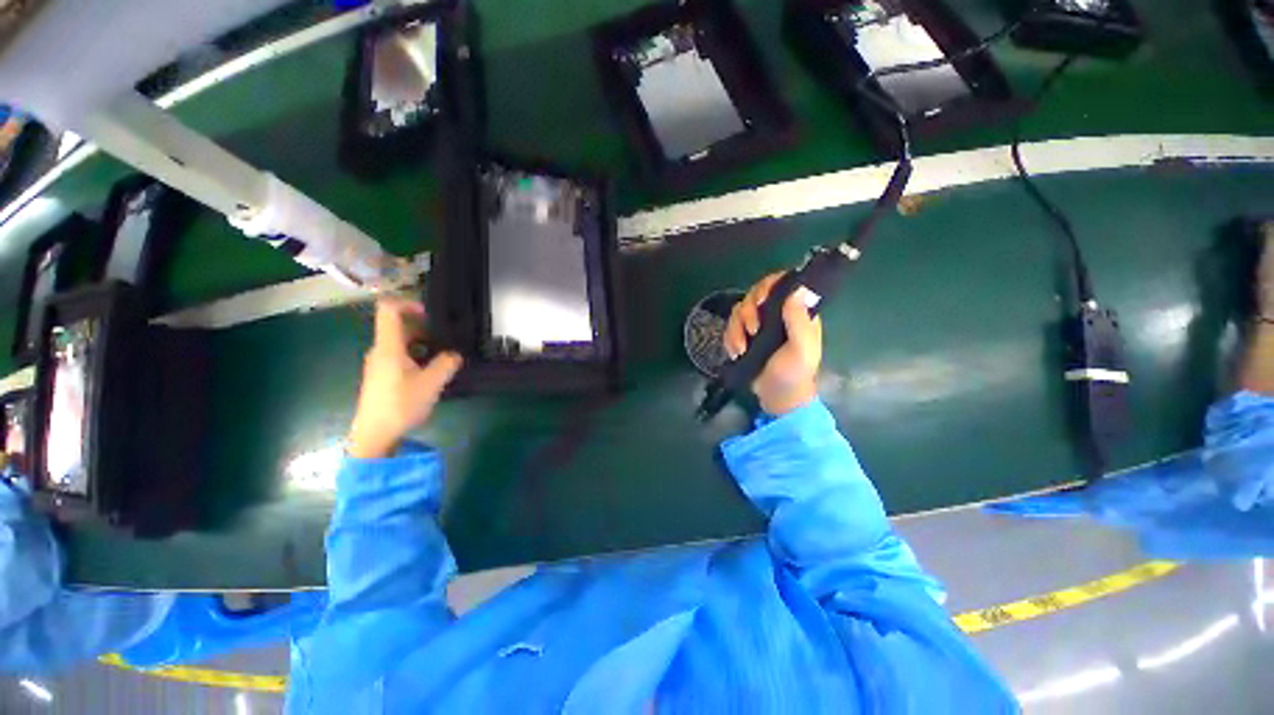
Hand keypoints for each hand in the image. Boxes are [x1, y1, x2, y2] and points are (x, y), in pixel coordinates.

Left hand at [348, 298, 462, 459]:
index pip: (388, 310)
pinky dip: (417, 356)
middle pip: (398, 326)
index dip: (409, 303)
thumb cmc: (400, 405)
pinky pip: (400, 355)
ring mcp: (380, 363)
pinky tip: (432, 371)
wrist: (374, 435)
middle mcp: (380, 350)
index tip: (432, 314)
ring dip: (423, 343)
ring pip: (401, 342)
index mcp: (388, 347)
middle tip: (447, 338)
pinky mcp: (382, 375)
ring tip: (445, 355)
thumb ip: (447, 363)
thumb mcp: (431, 383)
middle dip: (424, 327)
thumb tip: (455, 354)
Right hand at [723, 272, 821, 415]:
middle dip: (748, 312)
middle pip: (755, 294)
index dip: (768, 286)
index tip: (761, 302)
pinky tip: (735, 353)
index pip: (782, 284)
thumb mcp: (802, 349)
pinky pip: (730, 326)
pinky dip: (729, 338)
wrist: (777, 397)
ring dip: (736, 328)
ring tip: (741, 349)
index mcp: (796, 312)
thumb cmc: (794, 373)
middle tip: (752, 331)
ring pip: (739, 310)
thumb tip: (797, 290)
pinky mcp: (744, 335)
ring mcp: (759, 324)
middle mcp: (776, 313)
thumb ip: (799, 321)